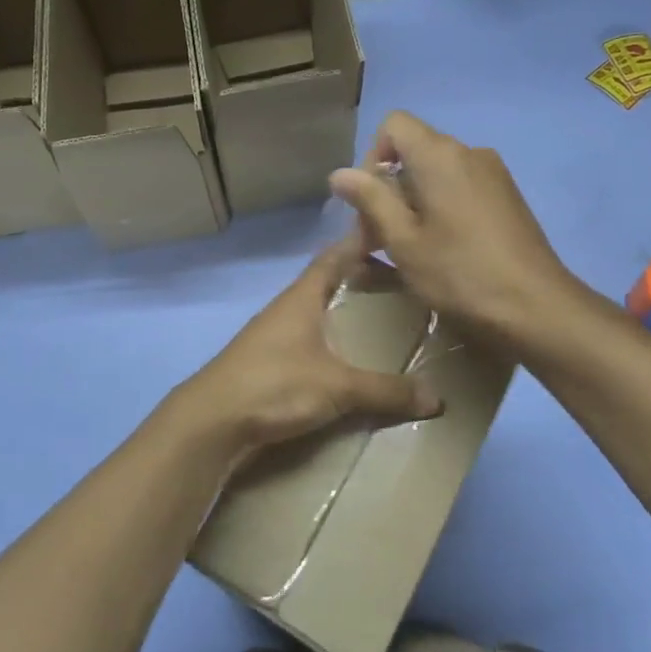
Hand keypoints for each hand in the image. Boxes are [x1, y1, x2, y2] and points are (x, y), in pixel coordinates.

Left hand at [164, 238, 442, 460]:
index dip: (360, 240)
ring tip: (383, 324)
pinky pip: (309, 343)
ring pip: (317, 314)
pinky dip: (331, 344)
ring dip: (345, 314)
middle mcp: (287, 309)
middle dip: (362, 281)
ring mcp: (274, 337)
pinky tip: (349, 363)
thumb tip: (437, 398)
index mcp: (302, 297)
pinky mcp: (268, 365)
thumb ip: (385, 390)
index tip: (390, 230)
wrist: (212, 421)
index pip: (335, 255)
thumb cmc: (274, 385)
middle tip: (403, 286)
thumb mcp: (337, 387)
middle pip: (328, 283)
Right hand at [329, 111, 576, 343]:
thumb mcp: (403, 240)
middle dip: (388, 187)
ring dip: (413, 200)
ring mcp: (493, 173)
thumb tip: (339, 172)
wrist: (537, 307)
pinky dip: (440, 206)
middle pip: (414, 150)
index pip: (394, 125)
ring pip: (437, 171)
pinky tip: (443, 248)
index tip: (369, 202)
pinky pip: (461, 186)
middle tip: (378, 238)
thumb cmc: (460, 273)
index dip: (372, 156)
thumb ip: (370, 199)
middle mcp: (469, 152)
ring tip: (409, 248)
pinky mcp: (507, 196)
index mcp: (440, 155)